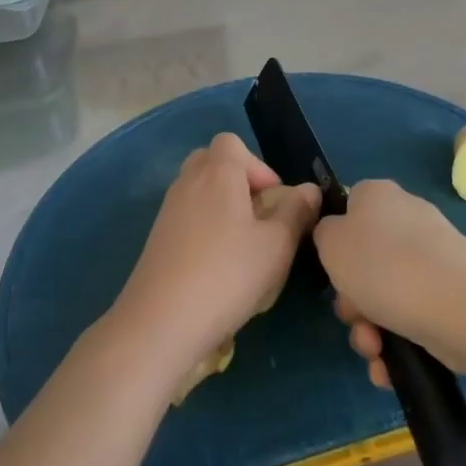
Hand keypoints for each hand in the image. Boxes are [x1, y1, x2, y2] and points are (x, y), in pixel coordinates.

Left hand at [110, 133, 319, 377]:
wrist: (160, 323)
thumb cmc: (227, 274)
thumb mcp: (277, 245)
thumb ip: (296, 212)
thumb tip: (308, 190)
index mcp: (217, 172)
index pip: (231, 142)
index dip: (257, 165)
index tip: (274, 200)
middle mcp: (187, 182)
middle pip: (212, 163)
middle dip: (238, 183)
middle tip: (259, 218)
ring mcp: (167, 212)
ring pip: (199, 193)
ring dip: (222, 210)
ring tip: (243, 249)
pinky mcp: (157, 241)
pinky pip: (186, 220)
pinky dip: (204, 232)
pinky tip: (218, 270)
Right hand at [313, 179, 465, 383]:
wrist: (460, 308)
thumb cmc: (384, 267)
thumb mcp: (330, 243)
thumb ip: (324, 234)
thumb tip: (338, 238)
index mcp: (377, 194)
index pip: (347, 209)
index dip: (334, 242)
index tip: (332, 271)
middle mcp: (406, 219)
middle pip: (363, 261)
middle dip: (352, 300)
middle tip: (353, 317)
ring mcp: (431, 258)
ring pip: (385, 296)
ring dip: (370, 329)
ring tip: (375, 351)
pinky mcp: (450, 294)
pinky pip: (411, 317)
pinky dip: (397, 343)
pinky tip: (389, 367)